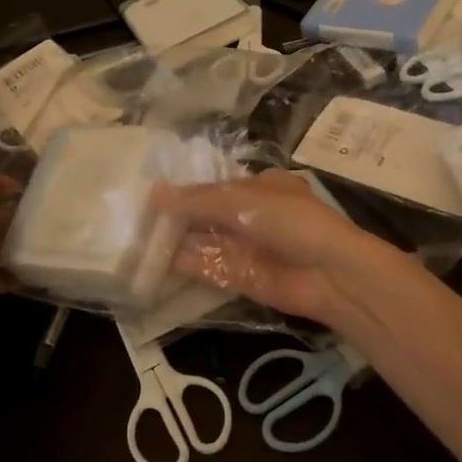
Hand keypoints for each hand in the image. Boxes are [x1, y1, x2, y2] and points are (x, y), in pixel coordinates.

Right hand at [156, 170, 411, 333]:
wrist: (328, 272)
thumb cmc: (290, 220)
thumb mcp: (243, 201)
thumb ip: (198, 199)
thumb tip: (156, 193)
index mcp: (259, 187)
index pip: (215, 185)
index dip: (186, 188)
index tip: (150, 190)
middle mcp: (251, 215)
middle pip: (206, 213)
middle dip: (176, 215)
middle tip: (133, 214)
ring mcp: (245, 247)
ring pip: (203, 241)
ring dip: (174, 239)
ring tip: (133, 236)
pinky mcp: (239, 276)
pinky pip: (206, 266)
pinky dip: (182, 263)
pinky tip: (152, 259)